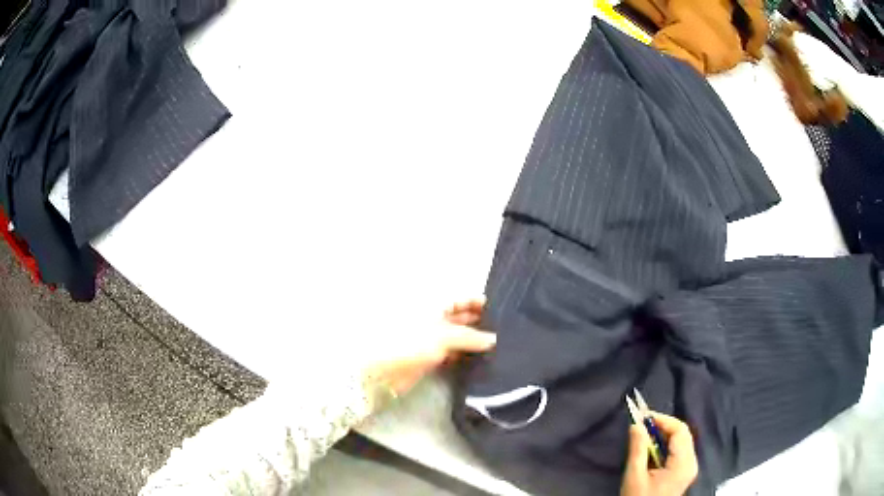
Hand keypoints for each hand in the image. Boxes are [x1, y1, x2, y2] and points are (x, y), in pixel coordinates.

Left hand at [364, 297, 495, 396]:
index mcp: (432, 305)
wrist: (383, 371)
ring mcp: (431, 339)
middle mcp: (433, 319)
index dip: (477, 302)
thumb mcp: (443, 336)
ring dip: (473, 341)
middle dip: (479, 322)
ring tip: (498, 345)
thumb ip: (469, 337)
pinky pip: (453, 353)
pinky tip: (480, 359)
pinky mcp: (430, 358)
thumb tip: (493, 339)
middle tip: (503, 329)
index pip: (459, 300)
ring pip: (458, 337)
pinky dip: (465, 355)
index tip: (498, 309)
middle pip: (460, 317)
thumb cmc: (410, 343)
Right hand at [621, 413, 698, 495]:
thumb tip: (636, 424)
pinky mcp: (684, 473)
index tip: (643, 417)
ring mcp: (689, 468)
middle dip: (663, 426)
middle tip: (642, 424)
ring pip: (681, 441)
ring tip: (645, 435)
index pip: (680, 430)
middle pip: (683, 434)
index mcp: (683, 463)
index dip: (663, 420)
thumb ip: (638, 449)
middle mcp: (691, 462)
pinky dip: (666, 446)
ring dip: (664, 435)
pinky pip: (679, 451)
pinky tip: (652, 449)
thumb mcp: (635, 476)